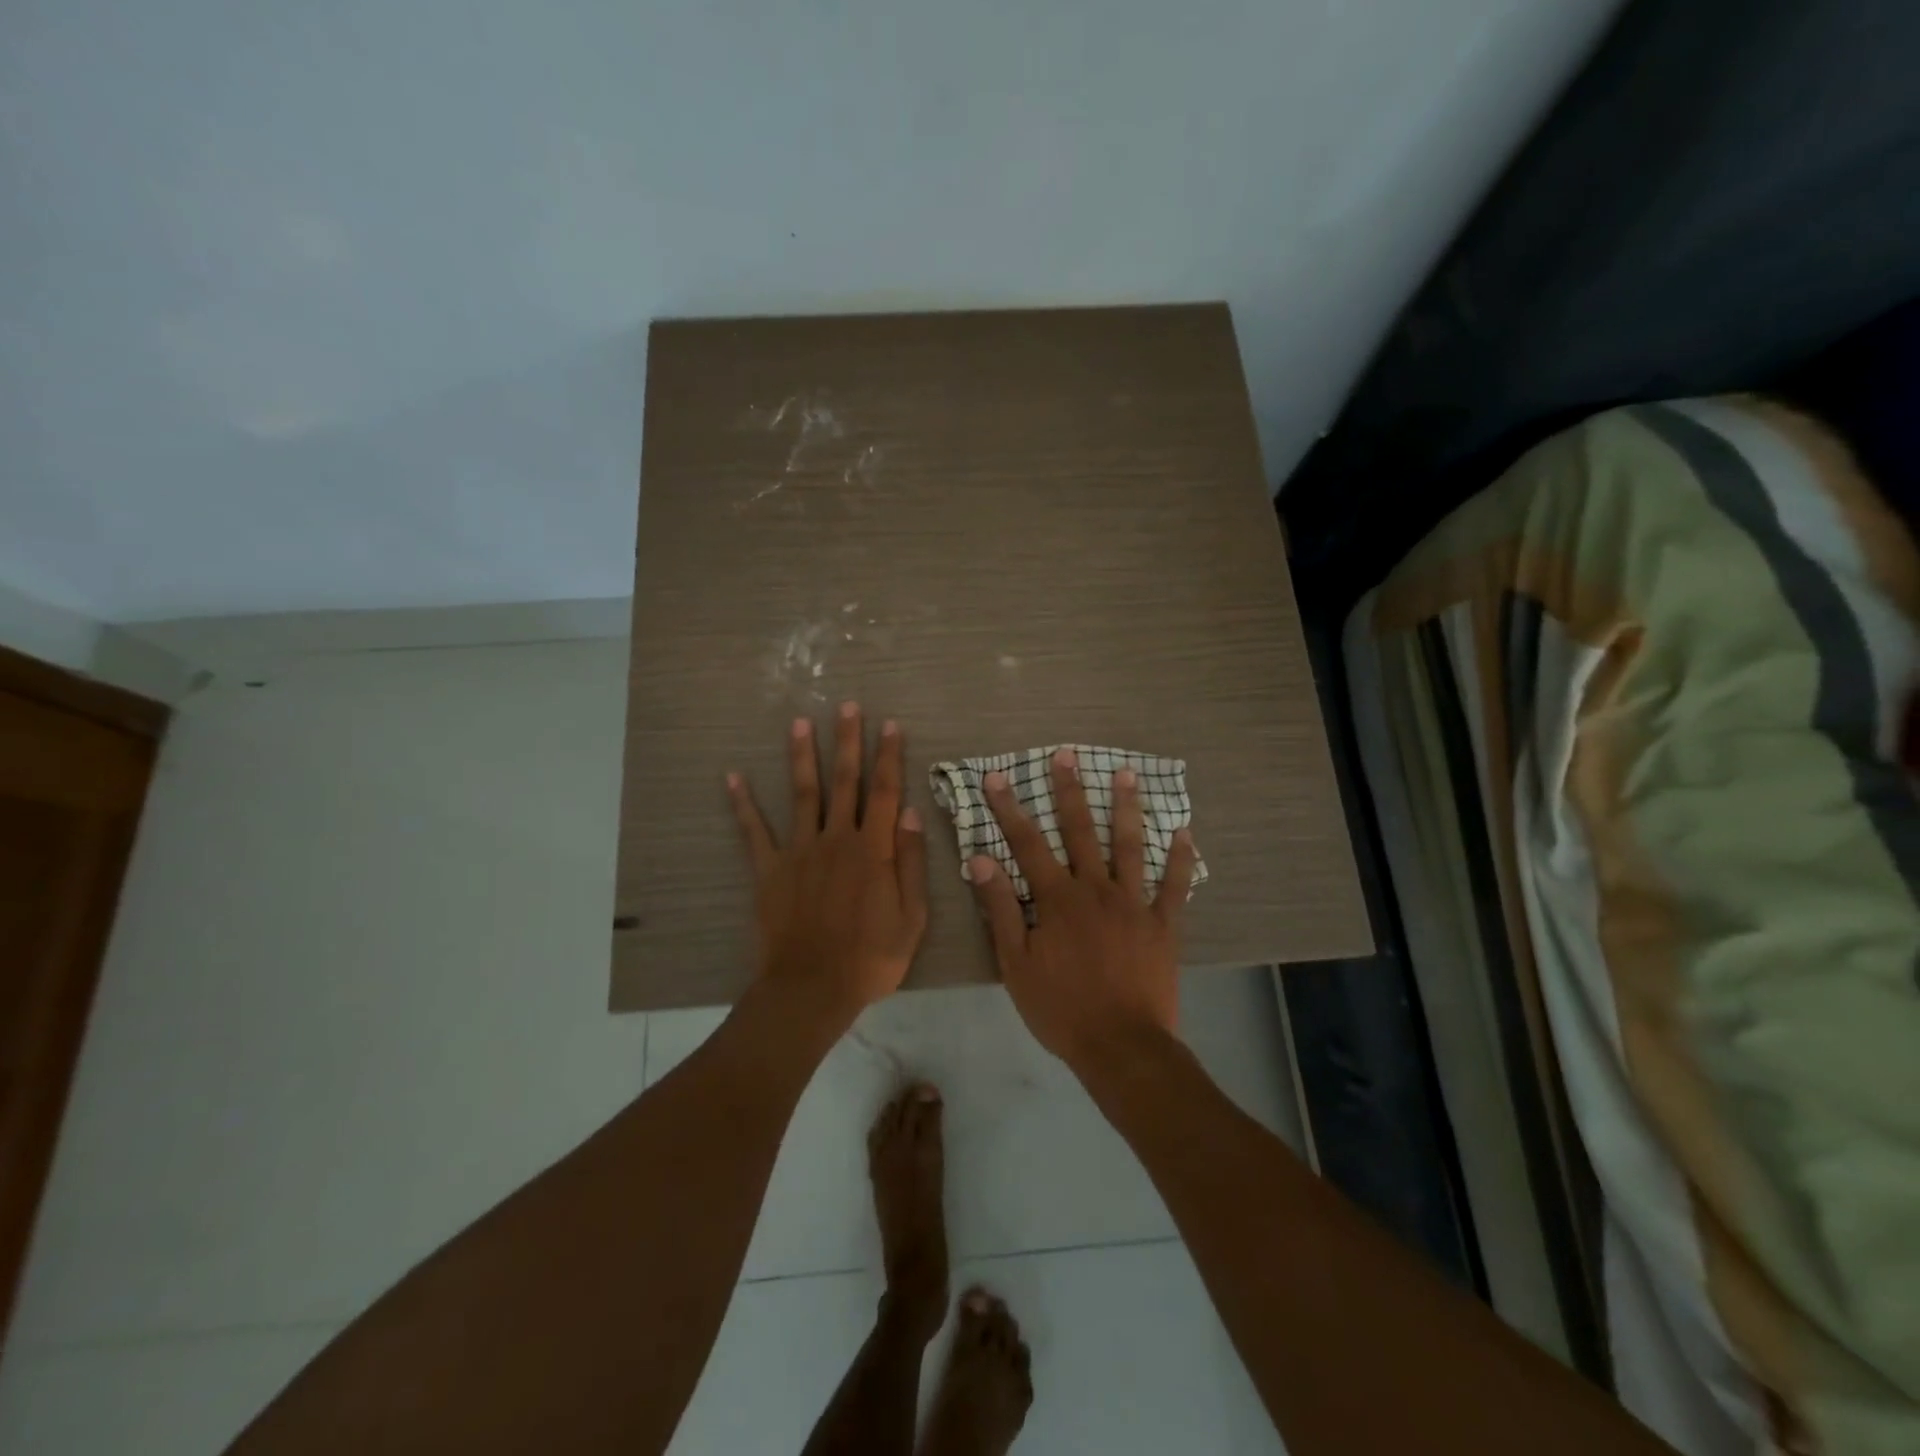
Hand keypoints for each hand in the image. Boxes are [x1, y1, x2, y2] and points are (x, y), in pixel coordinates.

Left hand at [728, 703, 928, 1024]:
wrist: (812, 988)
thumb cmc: (870, 958)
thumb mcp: (912, 917)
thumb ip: (911, 862)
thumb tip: (911, 813)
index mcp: (874, 849)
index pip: (885, 792)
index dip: (889, 756)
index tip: (890, 725)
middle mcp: (836, 839)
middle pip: (844, 781)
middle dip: (848, 741)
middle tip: (848, 706)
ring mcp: (799, 851)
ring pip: (803, 793)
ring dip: (802, 756)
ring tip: (800, 722)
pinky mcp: (769, 869)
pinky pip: (754, 831)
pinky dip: (743, 804)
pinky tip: (733, 777)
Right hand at [967, 747, 1197, 1069]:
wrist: (1122, 1047)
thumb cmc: (1061, 1008)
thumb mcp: (1016, 964)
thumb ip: (1001, 909)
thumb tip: (981, 860)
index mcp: (1057, 900)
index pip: (1026, 844)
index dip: (1009, 809)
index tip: (996, 778)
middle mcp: (1095, 890)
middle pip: (1080, 831)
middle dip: (1069, 791)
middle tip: (1065, 755)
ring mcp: (1134, 904)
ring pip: (1129, 846)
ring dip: (1126, 808)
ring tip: (1126, 775)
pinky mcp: (1163, 924)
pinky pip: (1174, 886)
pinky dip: (1180, 859)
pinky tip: (1184, 833)